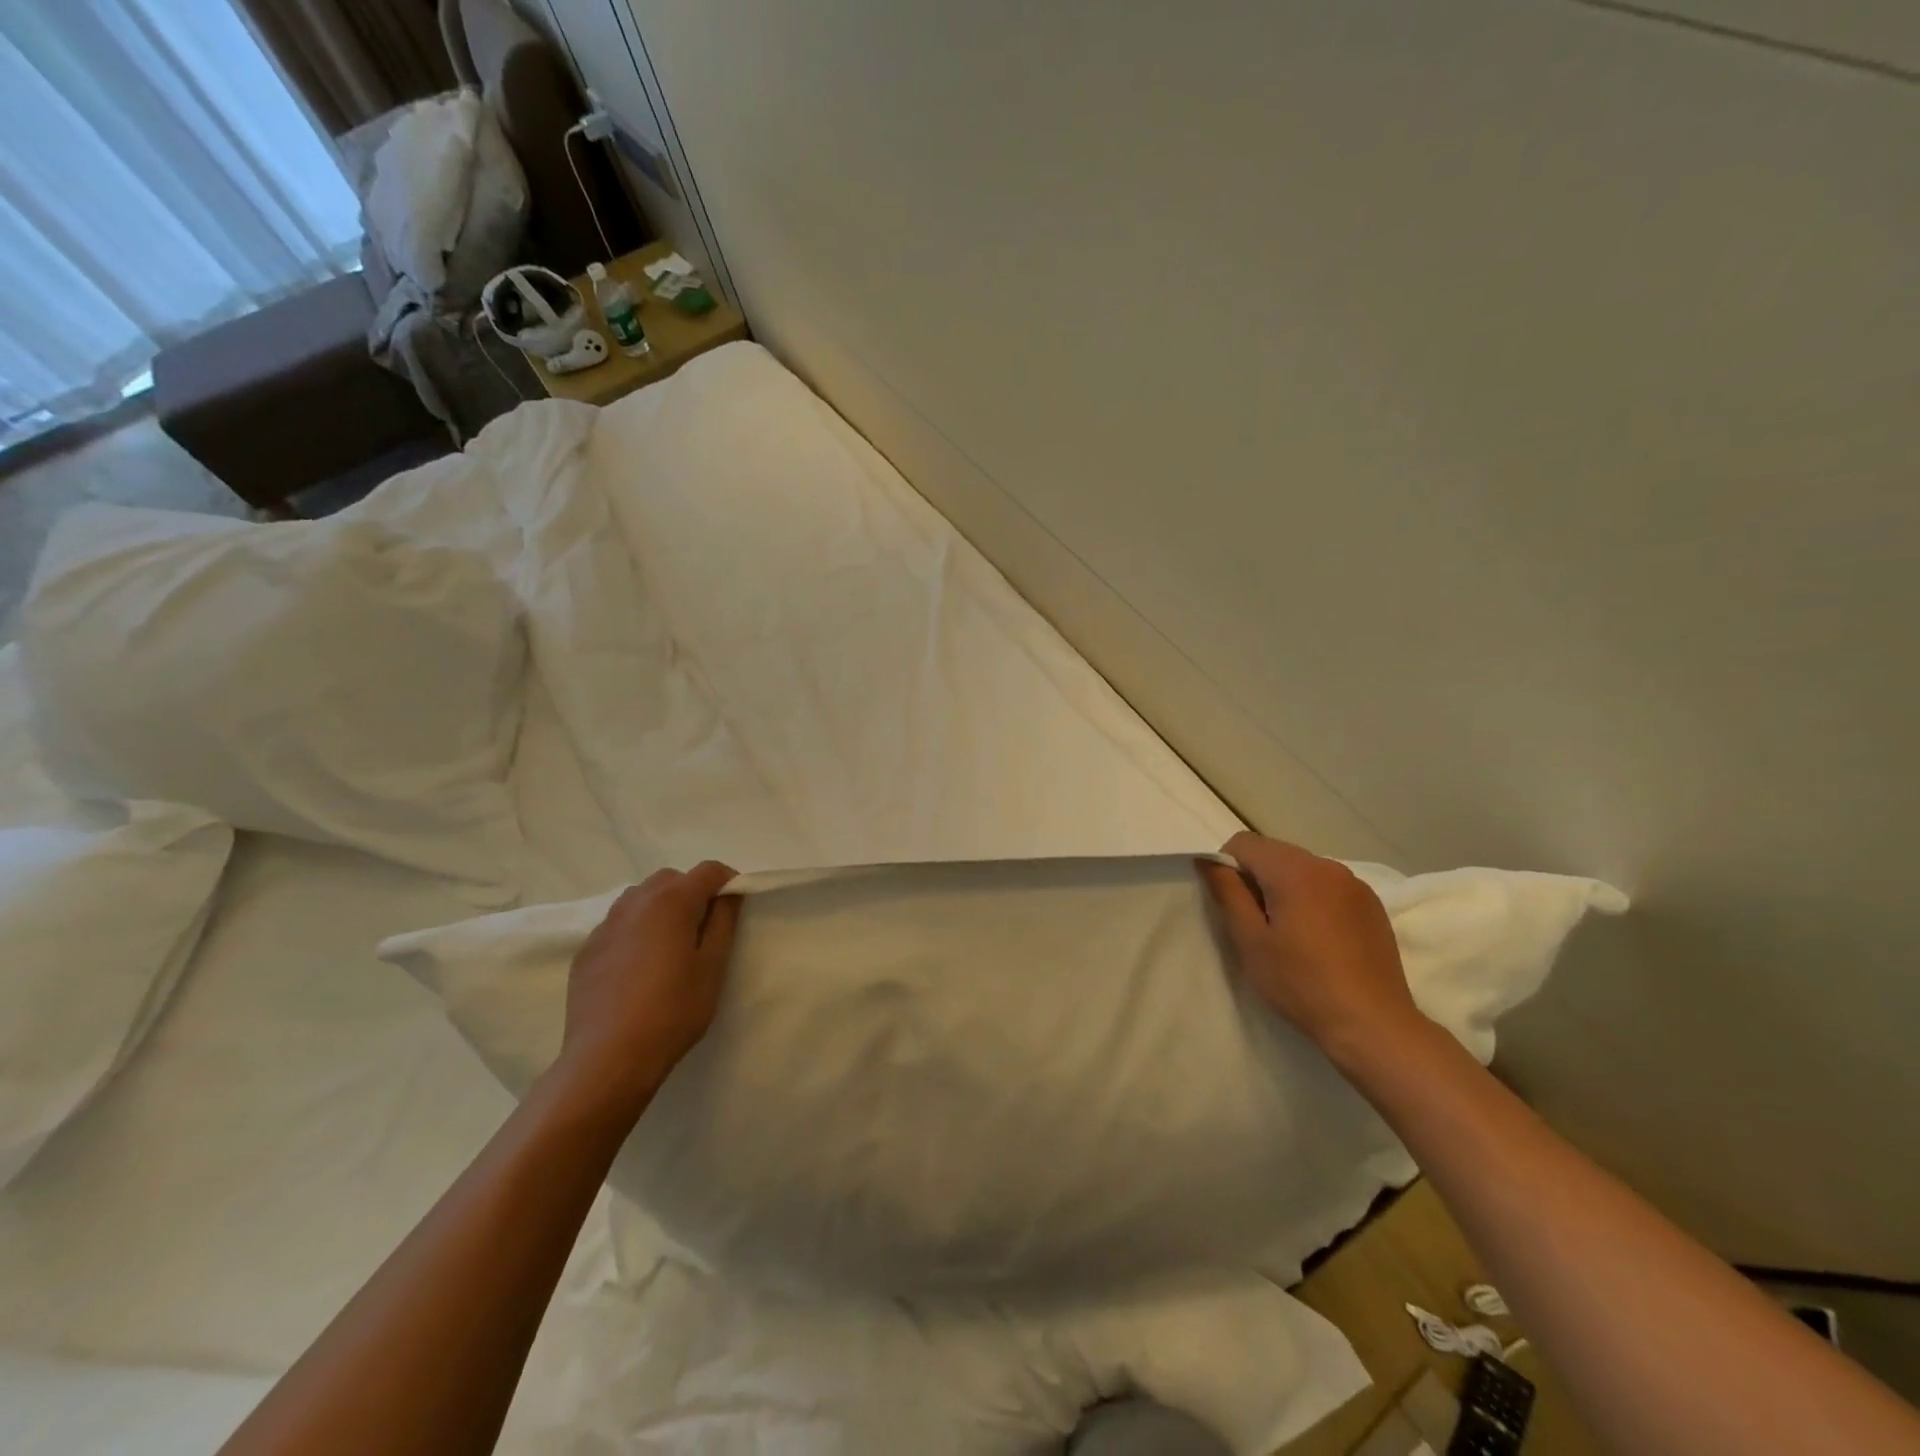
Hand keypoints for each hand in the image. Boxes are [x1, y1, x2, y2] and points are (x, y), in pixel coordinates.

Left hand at [552, 862, 741, 1123]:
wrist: (607, 1059)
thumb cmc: (672, 1011)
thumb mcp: (713, 967)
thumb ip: (724, 921)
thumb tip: (728, 894)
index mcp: (671, 901)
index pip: (708, 870)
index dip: (728, 881)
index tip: (735, 906)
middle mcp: (635, 902)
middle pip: (671, 878)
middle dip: (693, 892)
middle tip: (704, 928)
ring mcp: (606, 925)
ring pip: (641, 897)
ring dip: (662, 907)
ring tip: (671, 945)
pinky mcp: (587, 949)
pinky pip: (619, 923)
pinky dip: (636, 930)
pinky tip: (640, 966)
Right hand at [1199, 832, 1427, 1067]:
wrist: (1372, 1025)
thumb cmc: (1301, 983)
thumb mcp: (1250, 940)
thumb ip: (1227, 892)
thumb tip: (1208, 861)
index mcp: (1294, 870)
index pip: (1244, 843)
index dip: (1227, 866)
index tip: (1232, 904)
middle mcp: (1327, 866)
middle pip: (1274, 852)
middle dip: (1256, 877)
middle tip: (1256, 924)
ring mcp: (1355, 884)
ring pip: (1302, 868)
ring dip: (1285, 888)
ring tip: (1289, 933)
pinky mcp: (1372, 905)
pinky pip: (1328, 886)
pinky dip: (1313, 899)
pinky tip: (1318, 939)